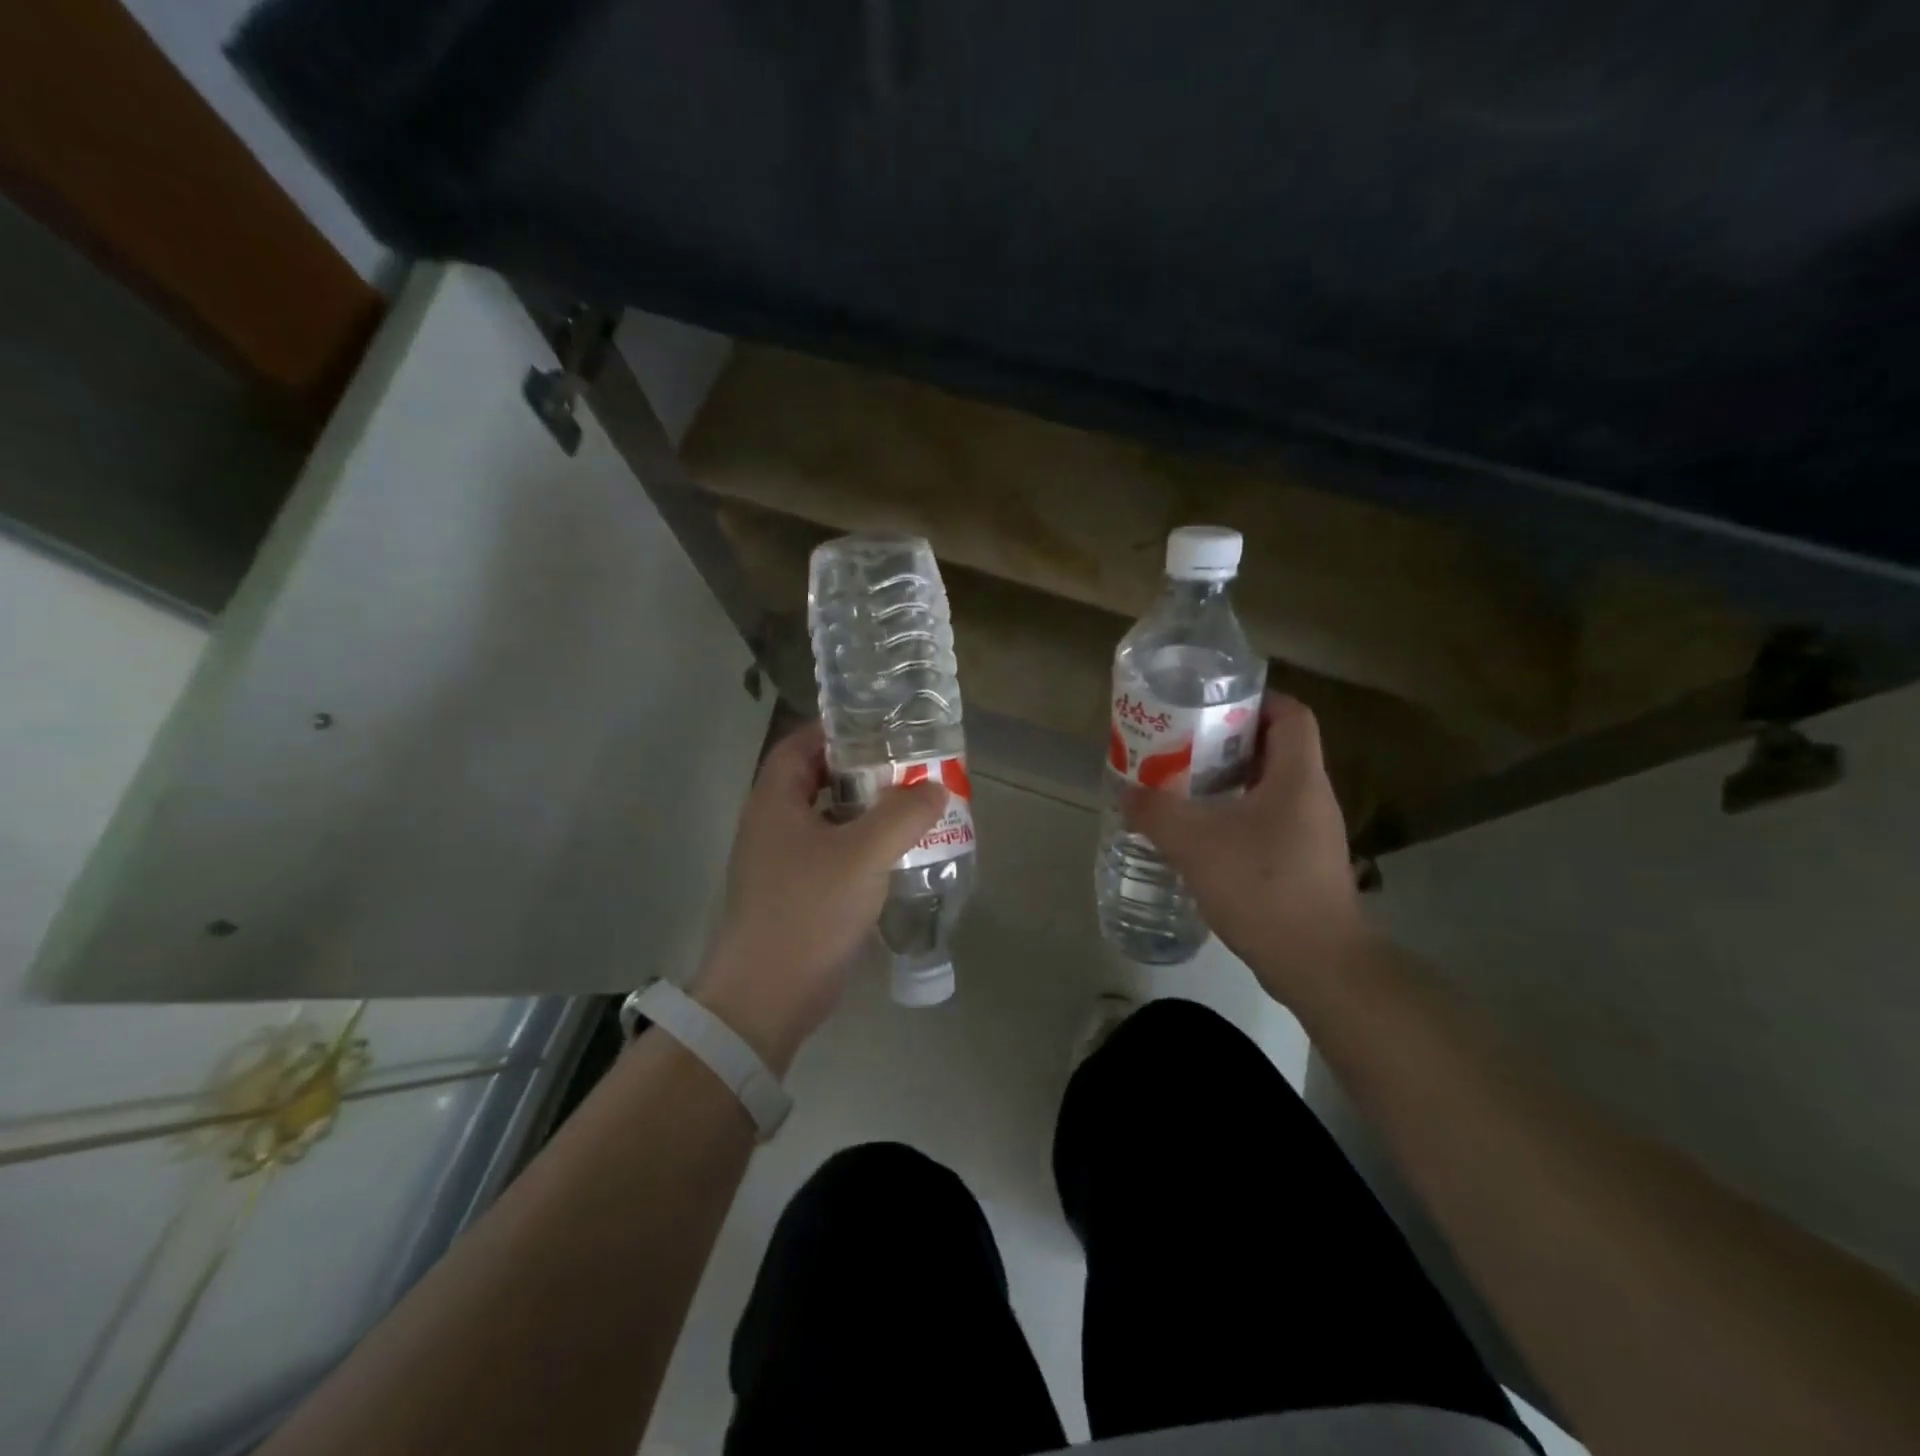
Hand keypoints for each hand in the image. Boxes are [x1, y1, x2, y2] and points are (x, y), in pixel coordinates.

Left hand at [693, 719, 947, 1070]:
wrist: (768, 996)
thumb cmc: (808, 911)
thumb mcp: (863, 855)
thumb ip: (902, 815)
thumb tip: (935, 787)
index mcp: (775, 803)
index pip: (799, 745)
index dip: (834, 730)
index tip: (878, 726)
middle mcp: (773, 826)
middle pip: (816, 780)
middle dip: (860, 770)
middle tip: (906, 764)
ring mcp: (783, 863)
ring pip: (829, 820)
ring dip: (866, 811)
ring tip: (912, 804)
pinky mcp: (798, 895)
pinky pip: (834, 855)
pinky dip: (863, 846)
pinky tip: (898, 853)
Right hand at [1122, 692, 1369, 1008]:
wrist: (1317, 963)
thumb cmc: (1262, 886)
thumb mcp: (1196, 843)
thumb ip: (1156, 812)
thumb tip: (1127, 793)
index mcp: (1298, 777)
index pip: (1291, 714)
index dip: (1255, 699)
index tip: (1211, 705)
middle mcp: (1311, 797)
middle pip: (1274, 749)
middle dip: (1227, 742)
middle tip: (1182, 745)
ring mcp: (1310, 833)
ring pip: (1268, 788)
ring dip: (1228, 782)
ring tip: (1182, 787)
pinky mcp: (1302, 863)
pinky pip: (1266, 822)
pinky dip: (1234, 817)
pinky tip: (1201, 836)